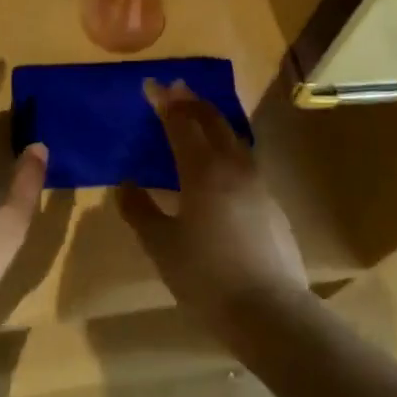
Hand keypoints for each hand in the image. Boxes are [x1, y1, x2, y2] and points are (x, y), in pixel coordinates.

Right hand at [117, 79, 309, 339]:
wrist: (270, 311)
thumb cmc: (207, 277)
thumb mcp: (162, 246)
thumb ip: (140, 210)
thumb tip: (126, 183)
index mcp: (203, 171)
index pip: (180, 123)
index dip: (164, 102)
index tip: (151, 85)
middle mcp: (233, 166)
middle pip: (212, 121)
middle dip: (191, 101)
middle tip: (175, 89)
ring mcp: (257, 183)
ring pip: (233, 137)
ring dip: (212, 120)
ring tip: (197, 116)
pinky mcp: (271, 201)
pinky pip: (244, 158)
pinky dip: (227, 145)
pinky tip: (220, 161)